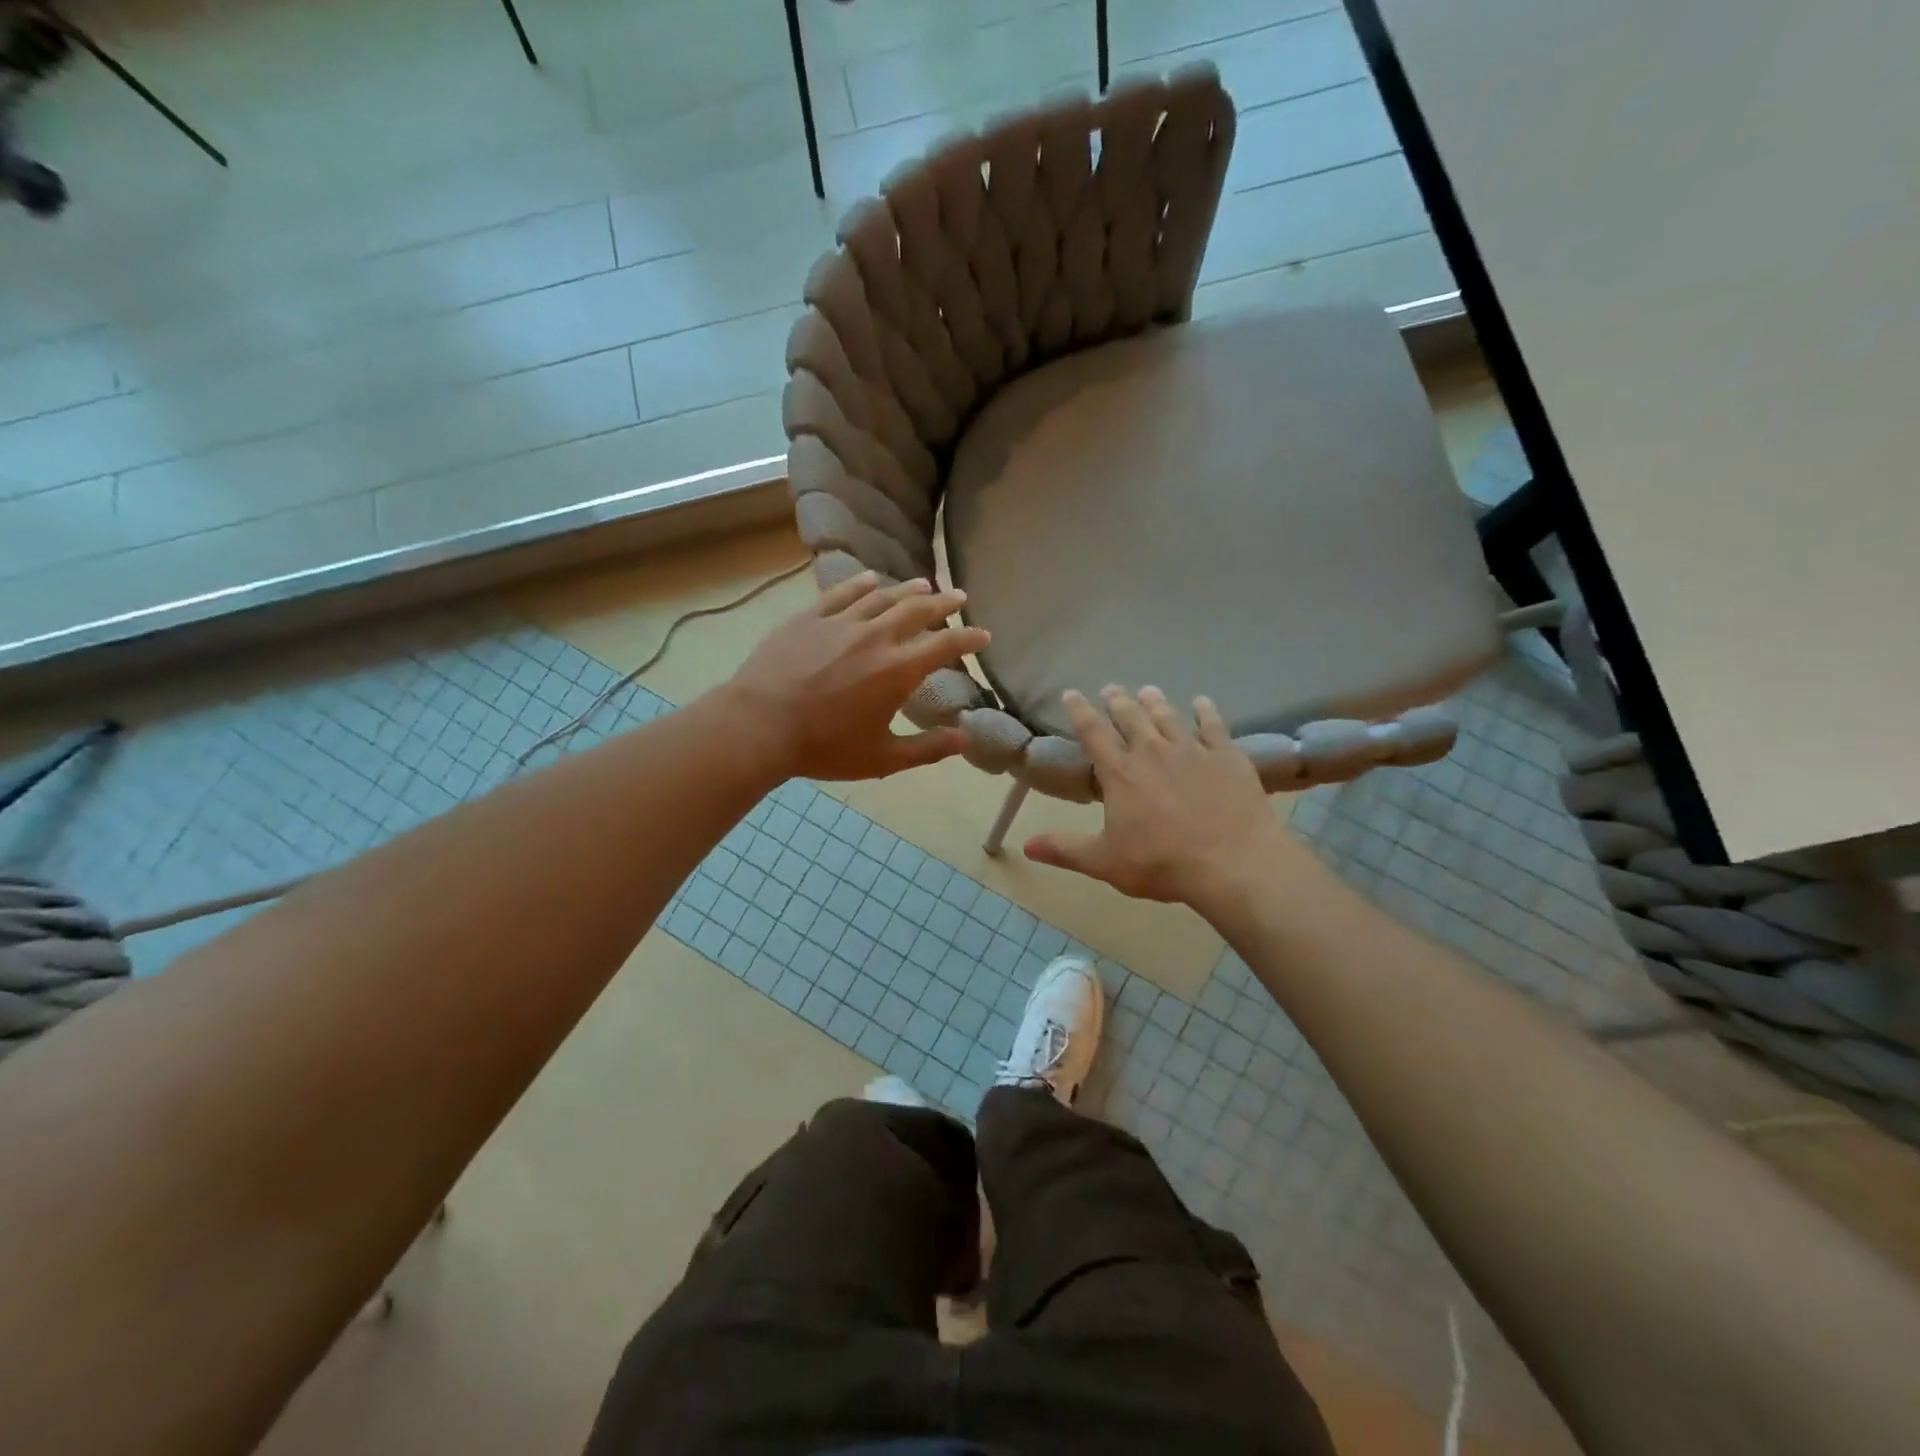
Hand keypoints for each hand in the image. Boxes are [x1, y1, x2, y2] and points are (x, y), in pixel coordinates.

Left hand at [722, 572, 989, 781]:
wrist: (759, 725)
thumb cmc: (824, 747)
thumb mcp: (882, 758)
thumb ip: (927, 748)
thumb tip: (965, 739)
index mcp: (898, 670)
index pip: (946, 645)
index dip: (969, 637)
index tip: (983, 634)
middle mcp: (876, 636)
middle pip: (918, 610)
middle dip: (944, 603)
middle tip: (959, 597)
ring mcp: (841, 622)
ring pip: (883, 596)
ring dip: (908, 589)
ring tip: (924, 583)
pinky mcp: (809, 617)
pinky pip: (842, 593)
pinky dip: (861, 583)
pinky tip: (870, 579)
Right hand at [1024, 686, 1309, 913]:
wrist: (1233, 863)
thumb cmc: (1163, 863)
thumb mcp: (1106, 862)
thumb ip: (1065, 849)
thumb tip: (1026, 845)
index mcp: (1120, 773)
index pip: (1093, 733)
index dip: (1080, 711)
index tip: (1071, 693)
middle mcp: (1152, 751)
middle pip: (1130, 717)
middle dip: (1118, 701)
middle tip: (1111, 688)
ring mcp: (1192, 750)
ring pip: (1168, 716)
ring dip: (1155, 701)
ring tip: (1148, 690)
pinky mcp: (1226, 756)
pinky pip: (1213, 725)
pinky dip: (1205, 711)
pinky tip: (1202, 702)